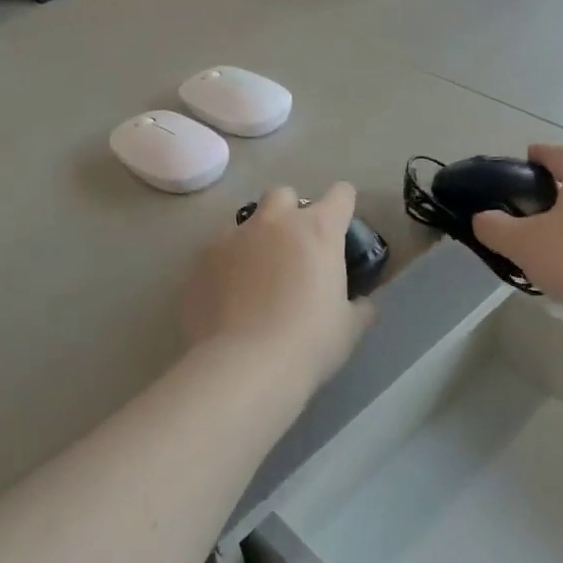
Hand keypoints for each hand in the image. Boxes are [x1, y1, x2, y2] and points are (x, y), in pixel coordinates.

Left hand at [182, 183, 374, 388]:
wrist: (243, 367)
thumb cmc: (309, 342)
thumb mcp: (349, 328)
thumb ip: (359, 306)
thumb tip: (362, 303)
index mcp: (318, 230)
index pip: (341, 195)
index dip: (344, 205)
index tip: (342, 225)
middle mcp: (274, 223)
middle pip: (284, 195)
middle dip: (291, 212)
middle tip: (294, 248)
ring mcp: (232, 238)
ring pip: (246, 223)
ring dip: (256, 240)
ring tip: (257, 277)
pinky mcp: (200, 262)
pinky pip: (218, 253)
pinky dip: (227, 267)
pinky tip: (229, 299)